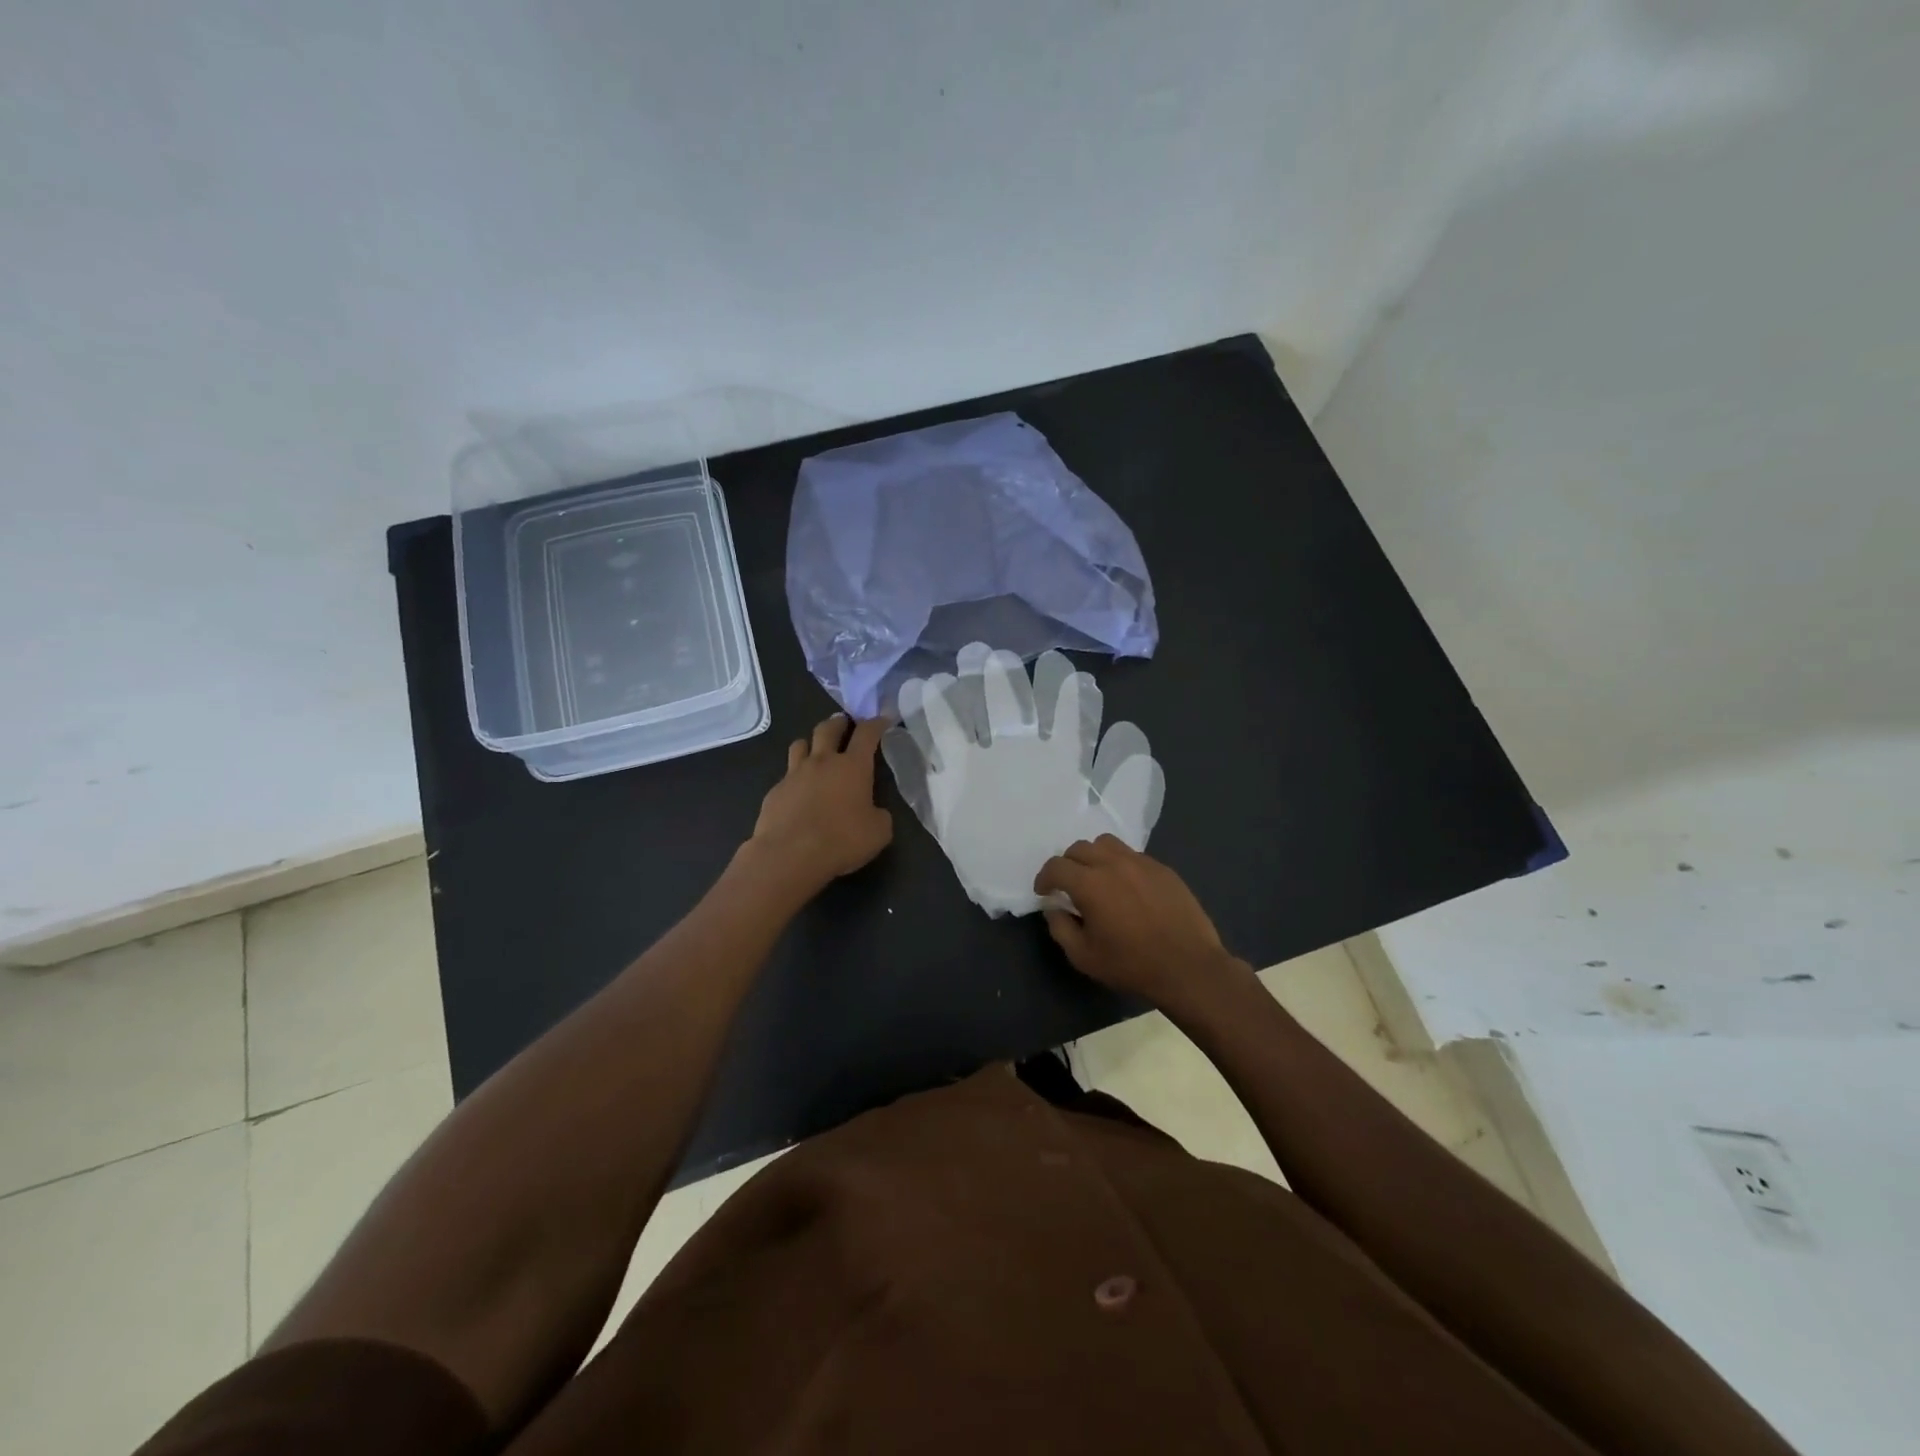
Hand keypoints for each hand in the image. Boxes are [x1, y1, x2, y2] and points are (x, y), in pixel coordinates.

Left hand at [750, 713, 893, 889]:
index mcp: (853, 766)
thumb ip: (879, 815)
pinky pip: (787, 775)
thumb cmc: (842, 840)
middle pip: (828, 729)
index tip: (882, 719)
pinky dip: (795, 777)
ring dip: (811, 743)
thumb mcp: (878, 832)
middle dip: (838, 722)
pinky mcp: (775, 791)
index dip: (876, 723)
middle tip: (844, 722)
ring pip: (800, 744)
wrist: (790, 855)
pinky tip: (798, 792)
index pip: (867, 734)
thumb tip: (873, 811)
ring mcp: (794, 774)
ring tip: (815, 749)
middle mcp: (822, 762)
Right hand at [1033, 836, 1239, 1008]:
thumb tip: (1054, 909)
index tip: (1045, 892)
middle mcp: (1113, 863)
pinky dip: (1120, 864)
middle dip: (1067, 864)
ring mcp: (1141, 862)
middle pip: (1079, 848)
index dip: (1044, 878)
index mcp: (1090, 884)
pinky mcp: (1162, 869)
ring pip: (1106, 844)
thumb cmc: (1131, 965)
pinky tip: (1127, 888)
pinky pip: (1132, 855)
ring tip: (1097, 878)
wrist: (1188, 967)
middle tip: (1069, 886)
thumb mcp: (1084, 957)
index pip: (1056, 866)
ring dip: (1094, 856)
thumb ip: (1060, 928)